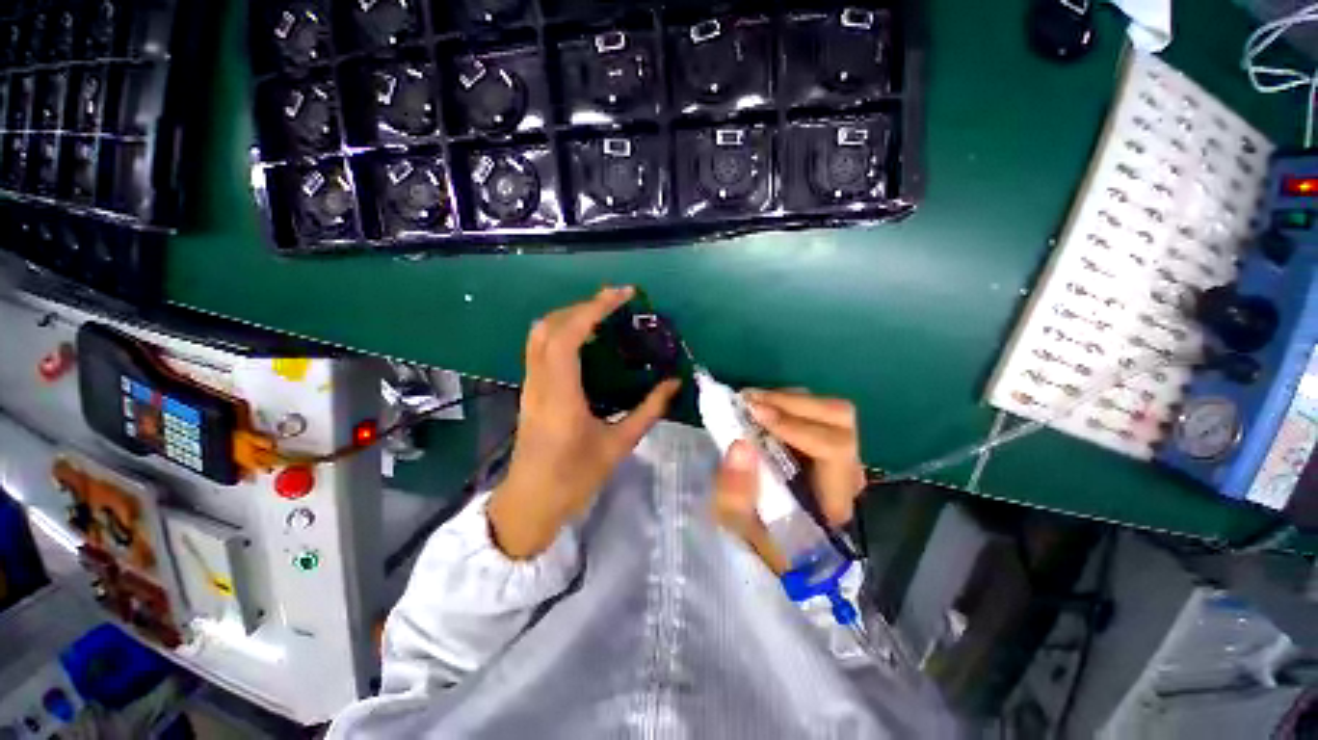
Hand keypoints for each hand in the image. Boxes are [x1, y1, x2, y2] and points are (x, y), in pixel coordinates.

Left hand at [489, 286, 680, 558]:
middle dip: (583, 306)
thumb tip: (673, 383)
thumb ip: (648, 411)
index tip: (622, 295)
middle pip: (549, 326)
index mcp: (560, 397)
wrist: (530, 503)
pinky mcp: (530, 389)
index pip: (568, 337)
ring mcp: (529, 385)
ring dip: (570, 316)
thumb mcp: (617, 446)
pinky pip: (541, 347)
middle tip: (616, 303)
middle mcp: (539, 383)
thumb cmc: (573, 479)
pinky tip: (588, 340)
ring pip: (540, 333)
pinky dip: (563, 332)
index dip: (593, 309)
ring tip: (603, 315)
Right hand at [711, 390, 866, 572]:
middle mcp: (846, 473)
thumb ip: (736, 493)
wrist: (774, 550)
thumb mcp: (738, 529)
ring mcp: (839, 457)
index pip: (834, 448)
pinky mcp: (825, 447)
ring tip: (750, 402)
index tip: (756, 415)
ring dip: (788, 399)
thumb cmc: (758, 545)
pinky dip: (787, 403)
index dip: (796, 426)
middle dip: (791, 403)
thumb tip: (741, 443)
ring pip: (830, 411)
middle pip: (840, 419)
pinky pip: (815, 413)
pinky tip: (760, 408)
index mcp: (834, 501)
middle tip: (748, 401)